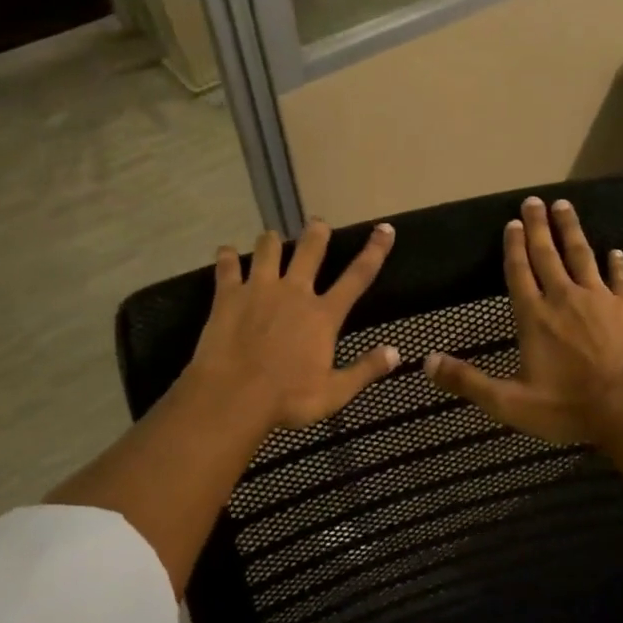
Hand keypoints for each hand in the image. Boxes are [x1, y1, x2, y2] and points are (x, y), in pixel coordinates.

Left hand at [183, 219, 400, 431]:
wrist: (232, 397)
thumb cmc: (287, 399)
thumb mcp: (334, 393)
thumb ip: (365, 370)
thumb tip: (396, 353)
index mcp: (323, 315)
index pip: (357, 276)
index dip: (374, 250)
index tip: (384, 229)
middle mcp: (294, 292)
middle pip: (309, 250)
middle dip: (316, 233)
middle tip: (318, 223)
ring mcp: (258, 290)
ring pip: (268, 250)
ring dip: (272, 240)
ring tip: (272, 237)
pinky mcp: (228, 296)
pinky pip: (228, 267)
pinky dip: (227, 257)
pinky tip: (226, 252)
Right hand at [424, 196, 622, 444]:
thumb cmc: (568, 406)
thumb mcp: (509, 402)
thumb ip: (468, 381)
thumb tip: (427, 362)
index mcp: (534, 317)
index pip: (519, 273)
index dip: (514, 247)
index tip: (512, 222)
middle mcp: (563, 298)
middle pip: (548, 255)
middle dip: (539, 226)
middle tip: (534, 201)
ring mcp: (598, 299)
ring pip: (581, 255)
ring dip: (571, 230)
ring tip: (564, 206)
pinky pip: (619, 278)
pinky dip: (616, 264)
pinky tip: (615, 251)